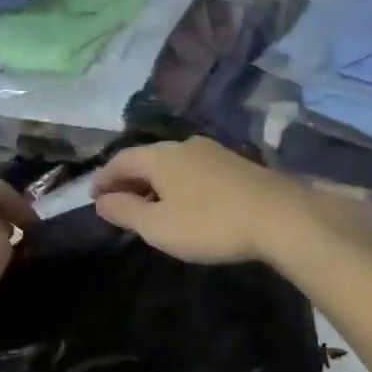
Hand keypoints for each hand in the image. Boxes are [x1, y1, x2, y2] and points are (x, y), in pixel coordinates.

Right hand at [90, 137, 316, 264]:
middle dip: (128, 179)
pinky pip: (192, 169)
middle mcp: (184, 145)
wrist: (280, 216)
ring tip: (147, 205)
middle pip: (147, 158)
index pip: (121, 160)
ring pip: (172, 163)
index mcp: (161, 156)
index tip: (92, 196)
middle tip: (116, 201)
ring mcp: (213, 152)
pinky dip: (177, 183)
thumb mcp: (159, 226)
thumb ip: (126, 211)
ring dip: (154, 182)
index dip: (104, 178)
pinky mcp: (235, 164)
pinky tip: (183, 202)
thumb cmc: (210, 223)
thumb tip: (101, 201)